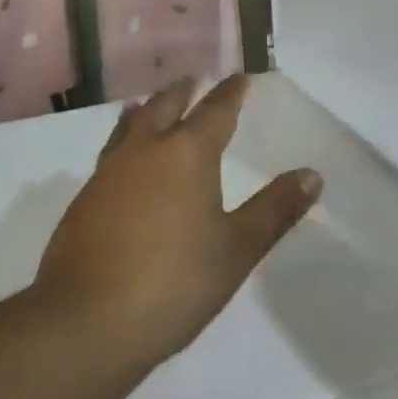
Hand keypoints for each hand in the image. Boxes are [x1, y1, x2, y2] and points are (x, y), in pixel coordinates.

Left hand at [33, 75, 323, 372]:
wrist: (86, 321)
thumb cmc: (173, 283)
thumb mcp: (236, 250)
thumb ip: (274, 210)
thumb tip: (312, 175)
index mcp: (187, 154)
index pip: (215, 111)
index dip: (230, 93)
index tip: (239, 78)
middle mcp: (145, 150)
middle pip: (166, 106)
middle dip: (183, 92)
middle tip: (193, 80)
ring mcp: (109, 171)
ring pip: (132, 125)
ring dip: (147, 110)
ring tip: (150, 104)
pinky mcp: (85, 198)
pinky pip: (111, 151)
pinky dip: (124, 139)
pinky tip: (123, 158)